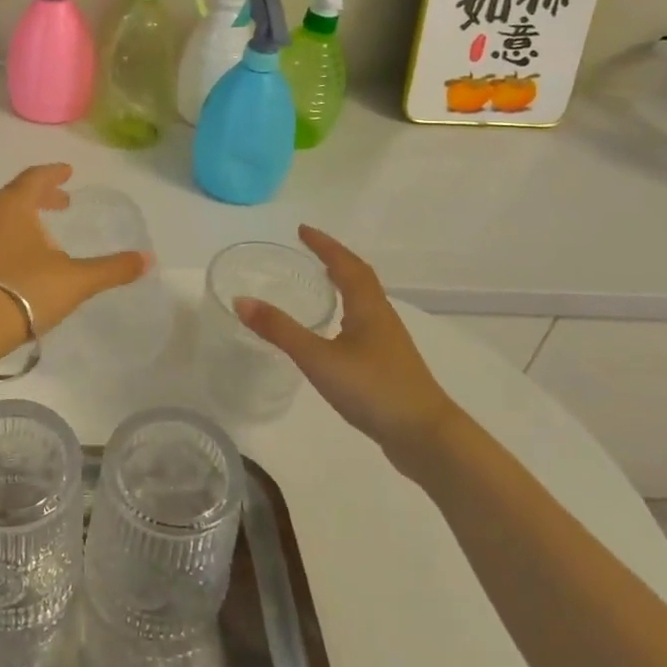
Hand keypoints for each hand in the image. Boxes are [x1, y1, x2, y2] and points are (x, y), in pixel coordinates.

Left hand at [0, 165, 147, 356]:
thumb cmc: (24, 291)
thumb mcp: (75, 280)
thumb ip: (112, 269)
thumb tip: (148, 259)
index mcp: (13, 206)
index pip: (35, 178)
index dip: (54, 173)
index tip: (68, 172)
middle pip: (15, 195)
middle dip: (40, 196)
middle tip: (61, 202)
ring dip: (22, 219)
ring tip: (42, 233)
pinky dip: (6, 239)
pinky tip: (17, 262)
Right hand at [236, 225, 456, 474]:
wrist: (425, 436)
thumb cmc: (372, 388)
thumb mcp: (318, 358)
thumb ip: (280, 330)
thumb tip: (241, 300)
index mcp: (368, 307)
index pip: (345, 264)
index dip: (324, 244)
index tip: (302, 230)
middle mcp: (381, 317)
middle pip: (360, 277)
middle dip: (335, 259)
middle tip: (310, 250)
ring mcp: (388, 342)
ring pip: (364, 301)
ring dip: (344, 284)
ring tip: (321, 282)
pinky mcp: (388, 365)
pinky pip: (364, 323)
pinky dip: (347, 312)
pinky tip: (335, 331)